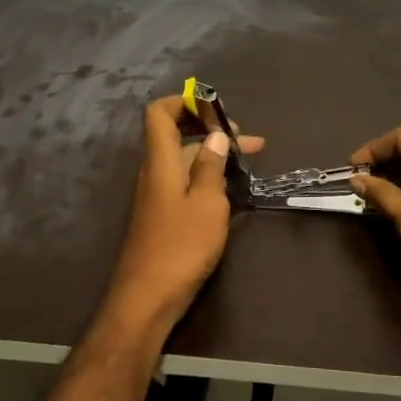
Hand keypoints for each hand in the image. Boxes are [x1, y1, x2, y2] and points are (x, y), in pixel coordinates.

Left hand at [102, 96, 263, 336]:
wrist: (148, 298)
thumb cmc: (181, 246)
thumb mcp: (206, 203)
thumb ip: (211, 166)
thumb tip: (215, 136)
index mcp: (160, 161)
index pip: (159, 114)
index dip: (184, 102)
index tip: (217, 108)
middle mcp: (155, 173)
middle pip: (178, 137)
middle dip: (213, 132)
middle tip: (251, 142)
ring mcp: (158, 196)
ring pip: (186, 163)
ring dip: (216, 159)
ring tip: (252, 166)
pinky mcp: (164, 218)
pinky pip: (187, 186)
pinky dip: (210, 182)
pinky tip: (237, 194)